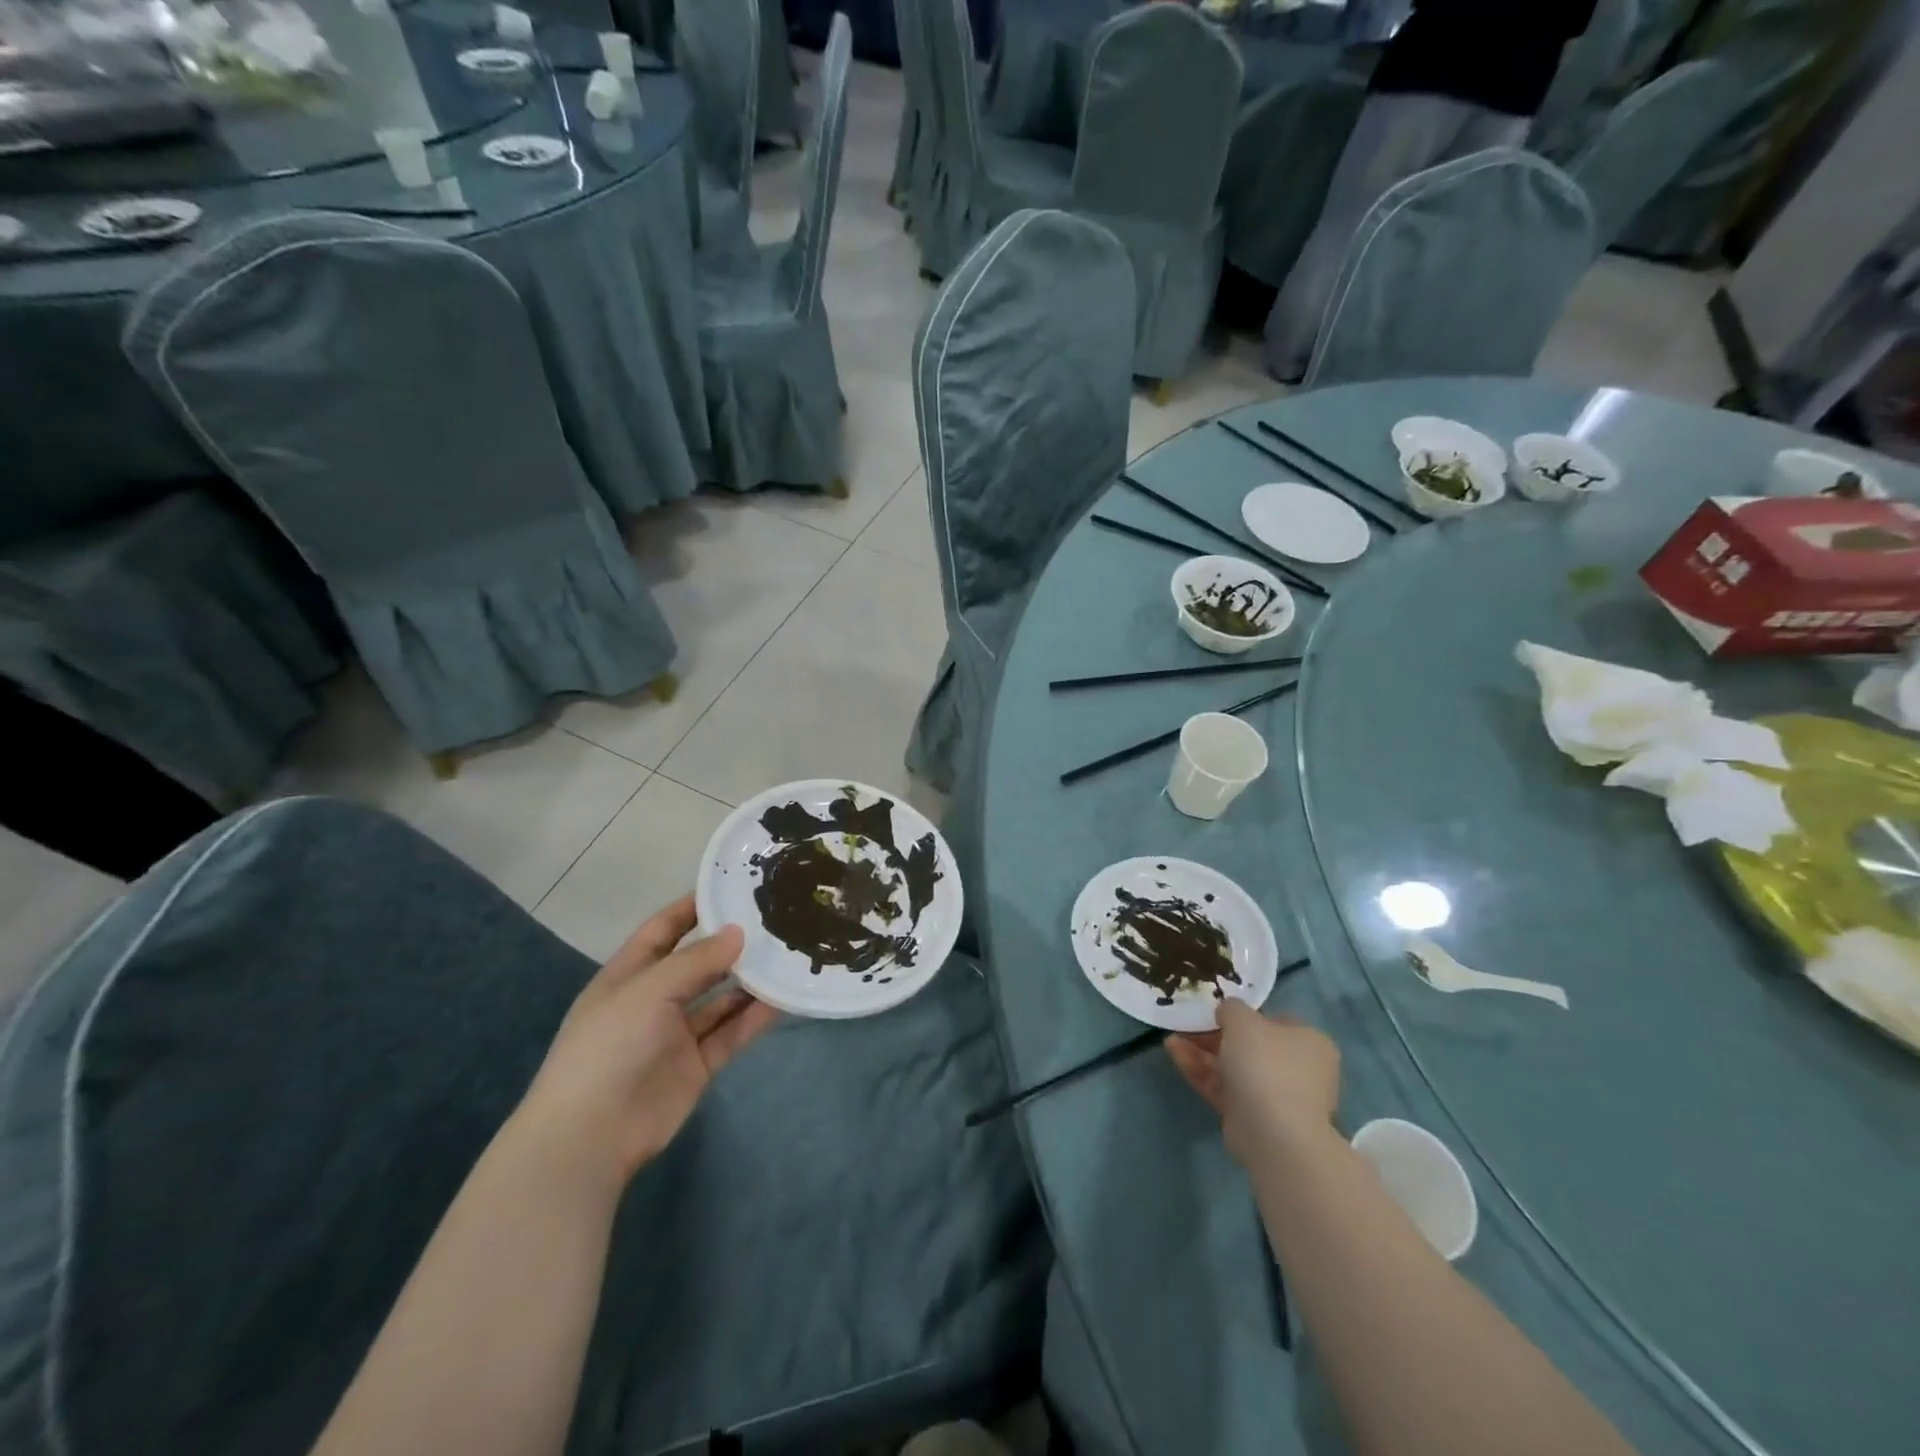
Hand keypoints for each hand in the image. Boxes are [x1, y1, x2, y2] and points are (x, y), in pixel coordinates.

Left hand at [515, 896, 777, 1183]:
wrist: (591, 1136)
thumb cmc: (609, 1047)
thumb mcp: (648, 990)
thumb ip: (697, 960)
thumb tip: (739, 932)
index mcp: (629, 974)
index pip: (664, 929)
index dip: (693, 907)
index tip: (732, 886)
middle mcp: (655, 999)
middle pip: (698, 962)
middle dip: (731, 943)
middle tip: (775, 919)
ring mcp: (677, 1033)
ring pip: (720, 998)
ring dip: (749, 980)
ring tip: (788, 954)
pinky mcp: (698, 1064)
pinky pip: (731, 1032)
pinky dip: (755, 1017)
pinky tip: (783, 998)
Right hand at [1166, 1001, 1339, 1160]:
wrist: (1273, 1133)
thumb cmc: (1266, 1063)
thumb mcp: (1242, 1019)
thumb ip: (1232, 1008)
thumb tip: (1228, 1013)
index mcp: (1309, 1043)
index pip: (1276, 1022)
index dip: (1246, 1015)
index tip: (1218, 1012)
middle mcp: (1298, 1070)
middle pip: (1250, 1046)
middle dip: (1215, 1035)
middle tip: (1189, 1025)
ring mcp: (1276, 1097)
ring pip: (1233, 1068)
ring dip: (1202, 1052)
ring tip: (1172, 1039)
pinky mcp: (1253, 1118)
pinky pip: (1224, 1088)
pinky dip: (1201, 1071)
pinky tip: (1174, 1054)